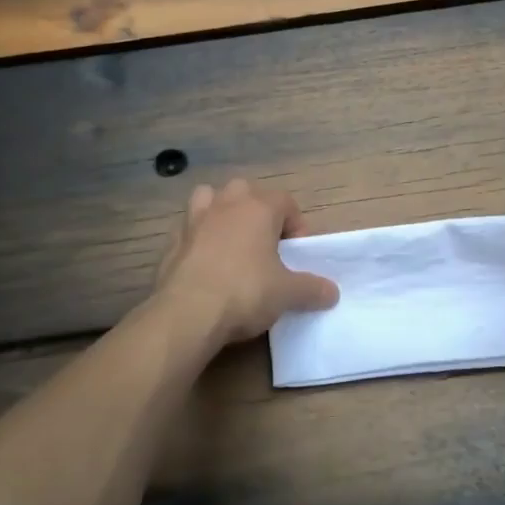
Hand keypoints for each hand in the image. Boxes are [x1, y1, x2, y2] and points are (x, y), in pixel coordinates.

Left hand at [154, 178, 338, 347]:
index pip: (285, 201)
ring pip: (209, 199)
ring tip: (230, 242)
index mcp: (258, 208)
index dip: (296, 224)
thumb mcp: (288, 294)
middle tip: (265, 244)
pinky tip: (204, 264)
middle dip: (257, 211)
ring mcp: (194, 219)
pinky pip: (189, 229)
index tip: (296, 253)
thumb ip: (312, 289)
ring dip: (221, 213)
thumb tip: (332, 292)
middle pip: (246, 191)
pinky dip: (198, 239)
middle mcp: (226, 204)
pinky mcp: (171, 241)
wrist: (188, 313)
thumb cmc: (246, 292)